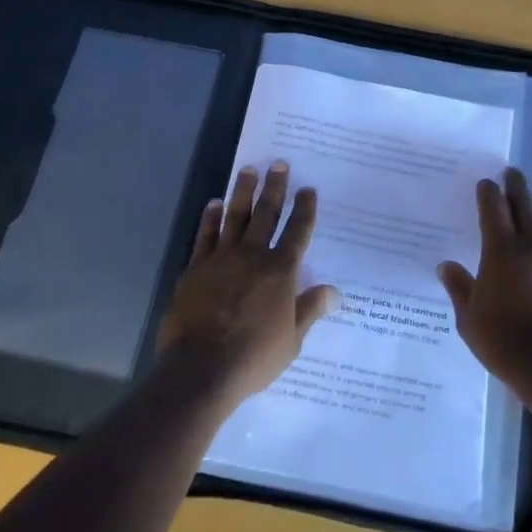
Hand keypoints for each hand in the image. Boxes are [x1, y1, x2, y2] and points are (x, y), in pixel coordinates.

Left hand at [157, 160, 339, 405]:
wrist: (201, 367)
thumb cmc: (254, 357)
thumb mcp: (292, 339)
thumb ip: (310, 309)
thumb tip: (334, 291)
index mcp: (281, 272)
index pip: (297, 232)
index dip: (304, 209)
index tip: (308, 189)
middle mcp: (253, 256)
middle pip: (266, 214)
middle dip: (275, 188)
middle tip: (279, 164)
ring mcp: (222, 258)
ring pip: (235, 216)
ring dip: (243, 192)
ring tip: (248, 170)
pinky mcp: (196, 267)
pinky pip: (205, 235)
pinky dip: (211, 218)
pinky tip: (214, 204)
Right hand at [438, 168, 531, 405]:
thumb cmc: (503, 341)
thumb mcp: (468, 317)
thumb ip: (459, 287)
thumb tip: (445, 266)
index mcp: (501, 251)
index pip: (493, 210)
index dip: (488, 193)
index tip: (485, 183)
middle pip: (525, 207)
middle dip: (517, 188)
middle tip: (513, 173)